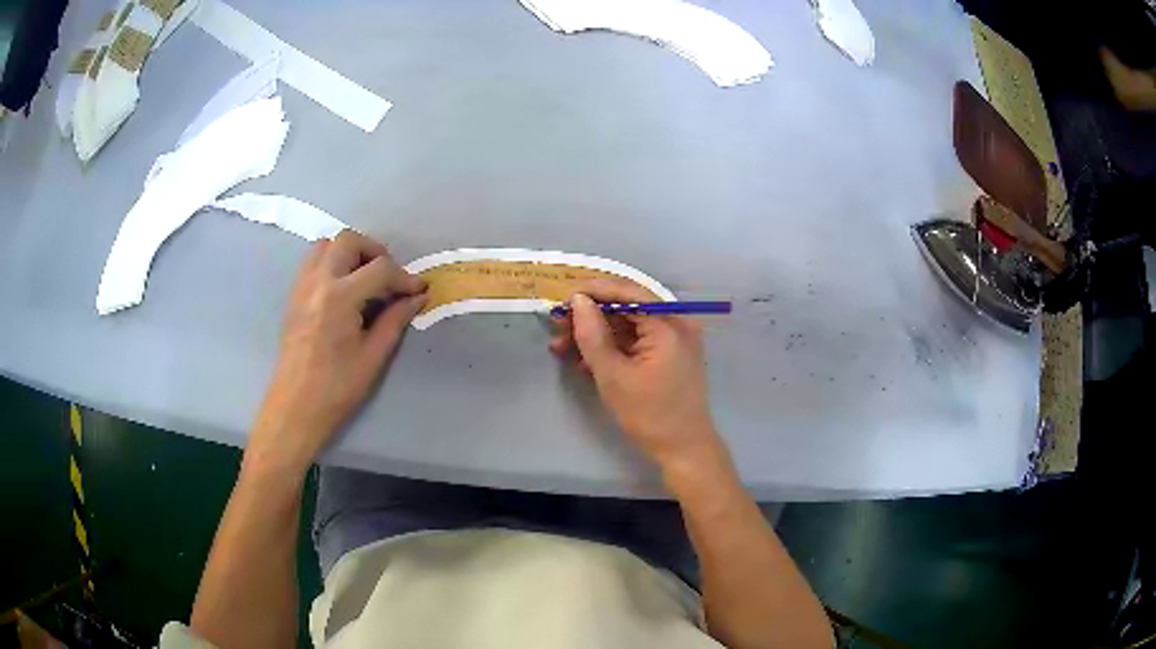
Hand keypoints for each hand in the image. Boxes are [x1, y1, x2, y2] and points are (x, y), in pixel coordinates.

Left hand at [247, 231, 426, 472]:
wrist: (295, 407)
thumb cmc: (336, 388)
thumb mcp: (373, 357)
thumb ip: (395, 320)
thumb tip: (416, 298)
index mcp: (340, 297)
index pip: (380, 268)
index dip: (404, 277)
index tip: (418, 291)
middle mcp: (318, 282)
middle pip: (348, 240)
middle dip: (375, 252)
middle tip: (389, 278)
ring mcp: (301, 286)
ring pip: (326, 245)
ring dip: (350, 253)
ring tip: (365, 280)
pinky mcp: (294, 296)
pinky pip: (313, 262)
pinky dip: (332, 263)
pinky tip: (344, 291)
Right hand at [549, 279, 724, 472]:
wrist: (683, 449)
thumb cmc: (649, 414)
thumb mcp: (613, 375)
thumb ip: (592, 334)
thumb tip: (577, 301)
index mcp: (669, 324)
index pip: (628, 291)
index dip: (593, 290)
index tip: (562, 297)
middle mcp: (677, 322)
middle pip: (627, 306)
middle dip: (590, 316)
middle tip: (558, 327)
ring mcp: (675, 339)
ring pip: (628, 324)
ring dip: (596, 333)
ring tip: (562, 347)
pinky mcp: (670, 354)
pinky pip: (637, 340)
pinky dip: (612, 346)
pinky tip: (585, 360)